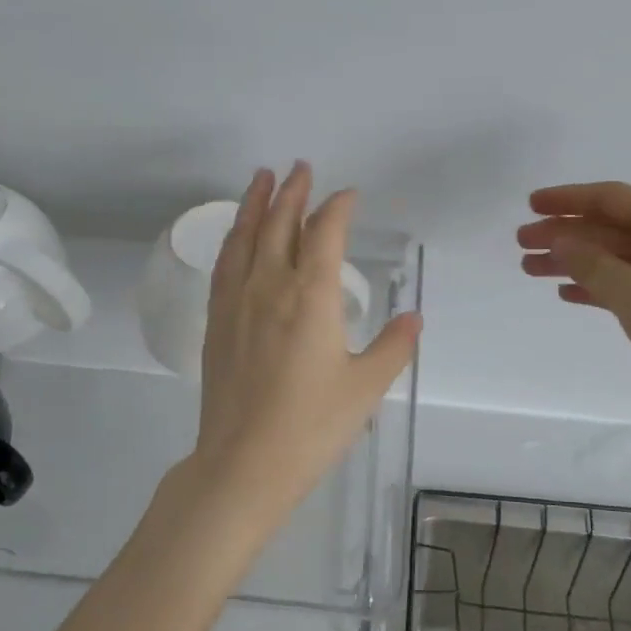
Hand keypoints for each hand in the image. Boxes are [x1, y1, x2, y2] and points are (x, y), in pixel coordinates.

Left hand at [186, 163, 421, 534]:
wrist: (243, 463)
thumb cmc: (311, 426)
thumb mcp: (365, 388)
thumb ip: (393, 347)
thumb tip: (413, 317)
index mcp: (311, 296)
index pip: (325, 233)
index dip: (338, 208)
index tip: (349, 195)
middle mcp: (270, 287)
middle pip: (280, 224)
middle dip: (293, 192)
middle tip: (300, 167)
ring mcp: (237, 302)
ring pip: (245, 237)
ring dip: (255, 204)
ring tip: (261, 178)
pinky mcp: (216, 322)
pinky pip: (224, 265)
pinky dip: (233, 239)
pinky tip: (236, 236)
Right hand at [517, 181, 630, 425]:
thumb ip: (593, 265)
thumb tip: (559, 240)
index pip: (612, 199)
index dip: (569, 198)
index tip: (531, 205)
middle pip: (610, 228)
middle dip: (564, 233)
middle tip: (521, 244)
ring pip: (615, 257)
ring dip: (574, 261)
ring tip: (531, 270)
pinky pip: (627, 283)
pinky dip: (596, 285)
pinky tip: (568, 293)